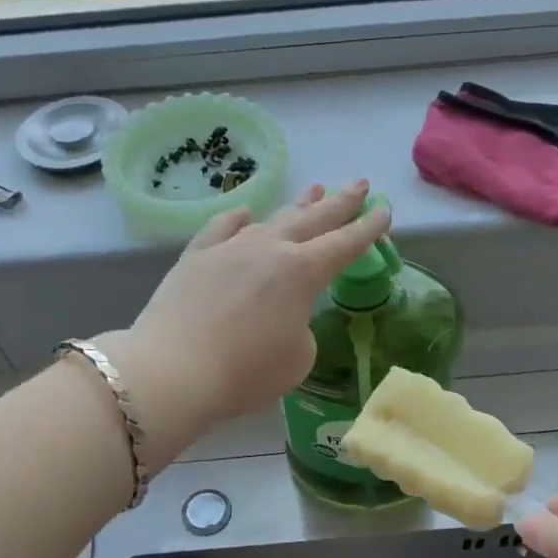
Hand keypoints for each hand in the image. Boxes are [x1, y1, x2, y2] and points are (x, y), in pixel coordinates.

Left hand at [99, 183, 390, 460]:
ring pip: (271, 219)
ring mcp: (229, 249)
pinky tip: (245, 213)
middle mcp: (269, 249)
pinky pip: (222, 229)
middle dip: (340, 202)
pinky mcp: (195, 257)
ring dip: (296, 206)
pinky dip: (238, 220)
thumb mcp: (297, 358)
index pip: (344, 244)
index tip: (384, 210)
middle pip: (313, 219)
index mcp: (302, 273)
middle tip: (360, 184)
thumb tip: (284, 314)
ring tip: (314, 190)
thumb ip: (301, 328)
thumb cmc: (245, 373)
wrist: (173, 371)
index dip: (368, 229)